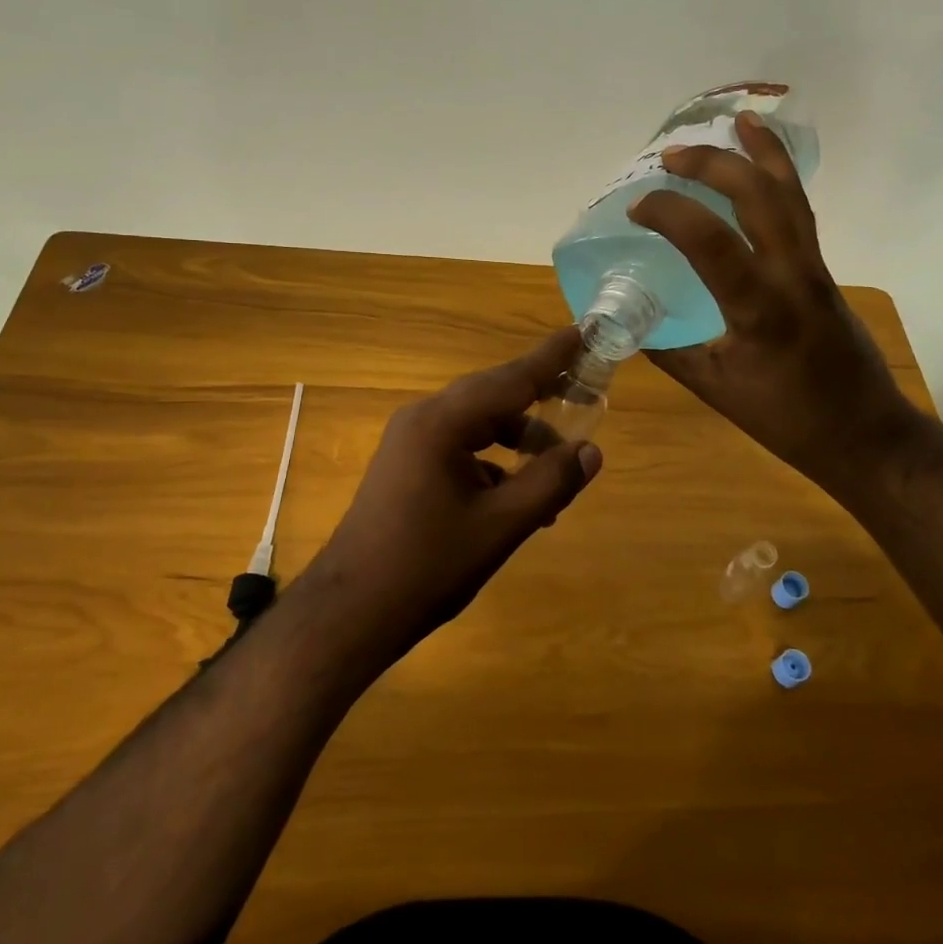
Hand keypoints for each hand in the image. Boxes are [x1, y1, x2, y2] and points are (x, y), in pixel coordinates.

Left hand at [291, 328, 603, 668]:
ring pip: (478, 425)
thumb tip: (591, 451)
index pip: (511, 378)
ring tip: (556, 471)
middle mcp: (423, 419)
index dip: (552, 358)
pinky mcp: (407, 465)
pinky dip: (493, 463)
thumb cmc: (428, 566)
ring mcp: (410, 442)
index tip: (583, 332)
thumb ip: (550, 483)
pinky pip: (460, 449)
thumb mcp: (501, 525)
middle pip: (494, 397)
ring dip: (518, 441)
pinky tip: (517, 499)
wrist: (351, 611)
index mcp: (443, 422)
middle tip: (584, 395)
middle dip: (540, 399)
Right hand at [626, 111, 915, 486]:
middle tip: (671, 155)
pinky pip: (801, 212)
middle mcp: (793, 275)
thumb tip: (624, 326)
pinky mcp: (823, 272)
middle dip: (713, 165)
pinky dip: (781, 180)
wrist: (864, 434)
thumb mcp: (716, 389)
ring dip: (763, 153)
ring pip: (791, 195)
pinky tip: (766, 169)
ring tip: (740, 121)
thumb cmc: (787, 419)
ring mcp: (814, 268)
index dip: (669, 213)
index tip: (636, 209)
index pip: (711, 242)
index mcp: (760, 308)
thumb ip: (669, 352)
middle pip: (759, 196)